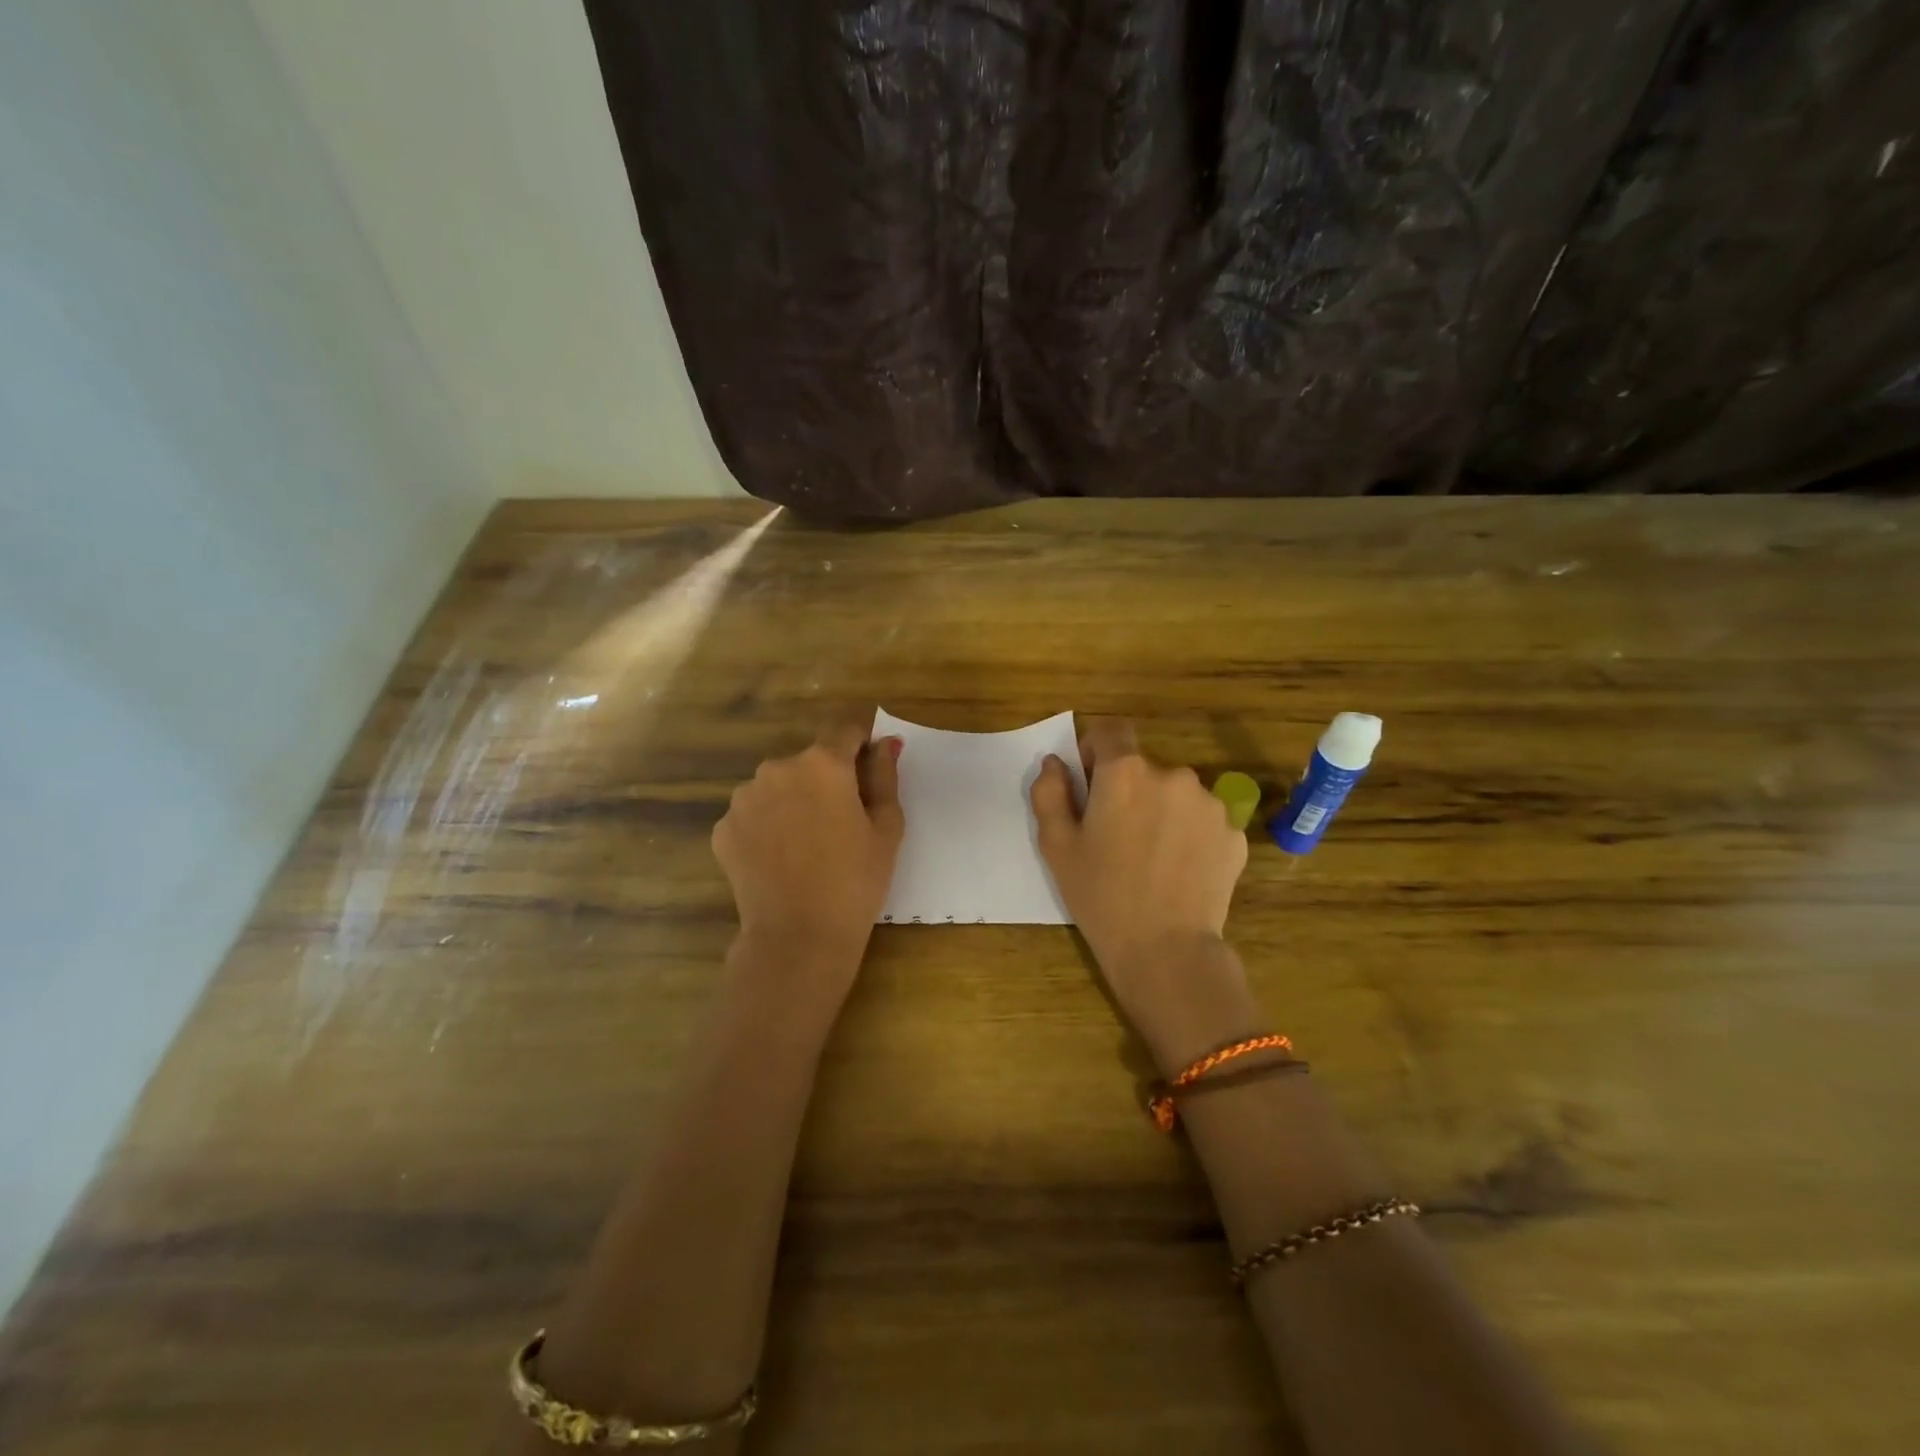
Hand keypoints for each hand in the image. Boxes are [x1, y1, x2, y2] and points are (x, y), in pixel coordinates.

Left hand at [712, 721, 904, 993]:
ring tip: (807, 845)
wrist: (798, 936)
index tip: (868, 767)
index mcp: (823, 763)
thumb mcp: (886, 828)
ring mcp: (744, 798)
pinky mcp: (723, 828)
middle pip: (808, 761)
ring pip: (777, 786)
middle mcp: (778, 768)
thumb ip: (885, 776)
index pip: (844, 730)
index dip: (860, 743)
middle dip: (825, 779)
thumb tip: (885, 743)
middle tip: (841, 822)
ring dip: (793, 801)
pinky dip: (767, 827)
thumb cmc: (856, 881)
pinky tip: (781, 859)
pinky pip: (753, 815)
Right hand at [1030, 719, 1257, 1068]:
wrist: (1166, 950)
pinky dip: (1190, 834)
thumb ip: (1049, 793)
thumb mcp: (1057, 846)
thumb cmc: (1101, 896)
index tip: (1090, 782)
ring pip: (1176, 793)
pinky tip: (1179, 870)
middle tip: (1118, 835)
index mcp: (1125, 772)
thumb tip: (1056, 763)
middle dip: (1129, 789)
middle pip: (1144, 767)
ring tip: (1152, 856)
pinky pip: (1203, 820)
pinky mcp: (1233, 832)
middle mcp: (1172, 774)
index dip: (1096, 749)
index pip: (1110, 731)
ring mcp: (1210, 803)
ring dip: (1162, 810)